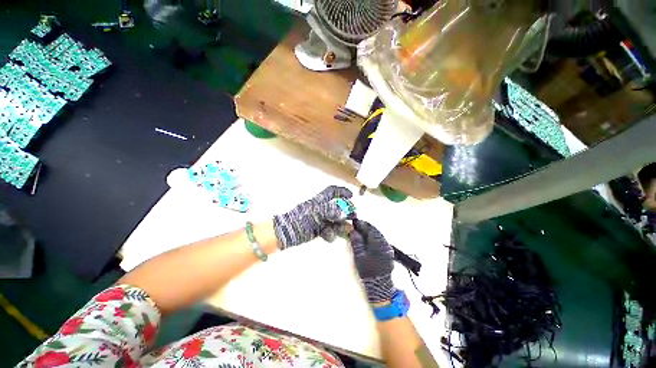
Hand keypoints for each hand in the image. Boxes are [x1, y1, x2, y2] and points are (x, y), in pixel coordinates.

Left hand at [273, 186, 352, 248]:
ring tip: (345, 229)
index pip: (332, 191)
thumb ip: (331, 210)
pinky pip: (329, 230)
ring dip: (341, 225)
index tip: (351, 195)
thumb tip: (344, 212)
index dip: (342, 191)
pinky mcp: (318, 229)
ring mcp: (320, 219)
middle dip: (346, 211)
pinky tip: (328, 236)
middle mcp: (322, 208)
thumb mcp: (317, 212)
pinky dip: (330, 233)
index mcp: (320, 200)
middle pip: (337, 207)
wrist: (288, 232)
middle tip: (353, 216)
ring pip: (335, 220)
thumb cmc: (302, 218)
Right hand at [348, 220, 395, 302]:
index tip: (355, 222)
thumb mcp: (359, 255)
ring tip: (362, 232)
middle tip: (358, 227)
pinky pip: (381, 240)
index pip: (369, 228)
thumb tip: (353, 231)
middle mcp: (384, 242)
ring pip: (378, 235)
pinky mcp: (388, 252)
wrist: (379, 285)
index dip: (362, 224)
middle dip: (366, 227)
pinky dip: (374, 237)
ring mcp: (387, 247)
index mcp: (377, 242)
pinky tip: (369, 240)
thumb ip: (356, 241)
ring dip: (370, 232)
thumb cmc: (367, 270)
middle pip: (375, 230)